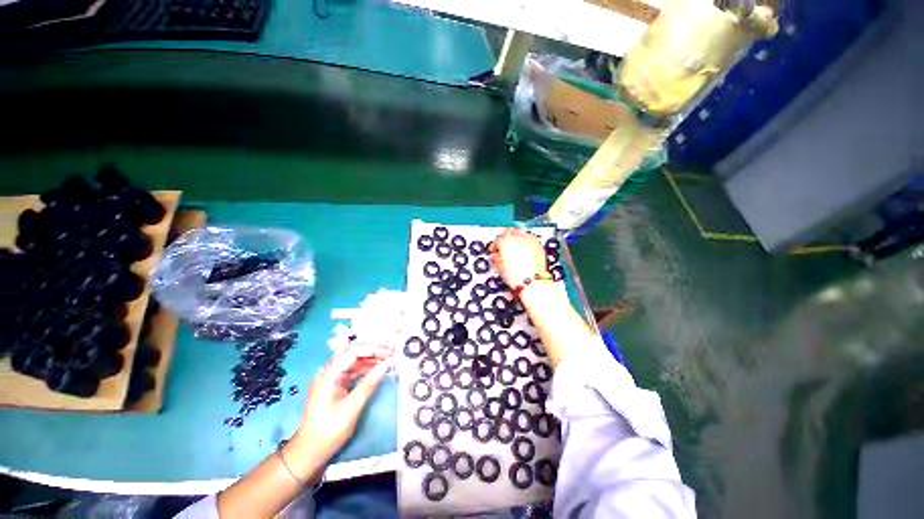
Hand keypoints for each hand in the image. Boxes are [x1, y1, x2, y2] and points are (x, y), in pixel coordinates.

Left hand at [288, 342, 392, 475]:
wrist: (310, 453)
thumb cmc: (329, 431)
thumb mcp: (351, 408)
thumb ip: (369, 384)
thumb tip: (387, 363)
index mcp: (329, 375)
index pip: (353, 352)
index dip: (373, 348)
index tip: (390, 352)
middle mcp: (330, 372)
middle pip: (353, 352)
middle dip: (373, 348)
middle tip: (392, 349)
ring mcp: (333, 378)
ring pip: (355, 360)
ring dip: (372, 357)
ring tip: (389, 357)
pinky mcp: (337, 385)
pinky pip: (354, 370)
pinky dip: (367, 367)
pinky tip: (379, 368)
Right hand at [489, 228, 547, 288]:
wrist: (532, 283)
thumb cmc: (517, 277)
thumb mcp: (501, 268)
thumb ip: (496, 258)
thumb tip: (496, 256)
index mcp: (505, 241)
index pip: (497, 240)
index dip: (494, 247)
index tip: (494, 251)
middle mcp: (518, 237)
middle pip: (509, 232)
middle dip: (505, 238)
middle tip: (503, 246)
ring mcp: (529, 240)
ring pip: (520, 233)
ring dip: (516, 238)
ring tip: (514, 247)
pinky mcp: (538, 245)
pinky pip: (530, 238)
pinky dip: (526, 241)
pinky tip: (524, 249)